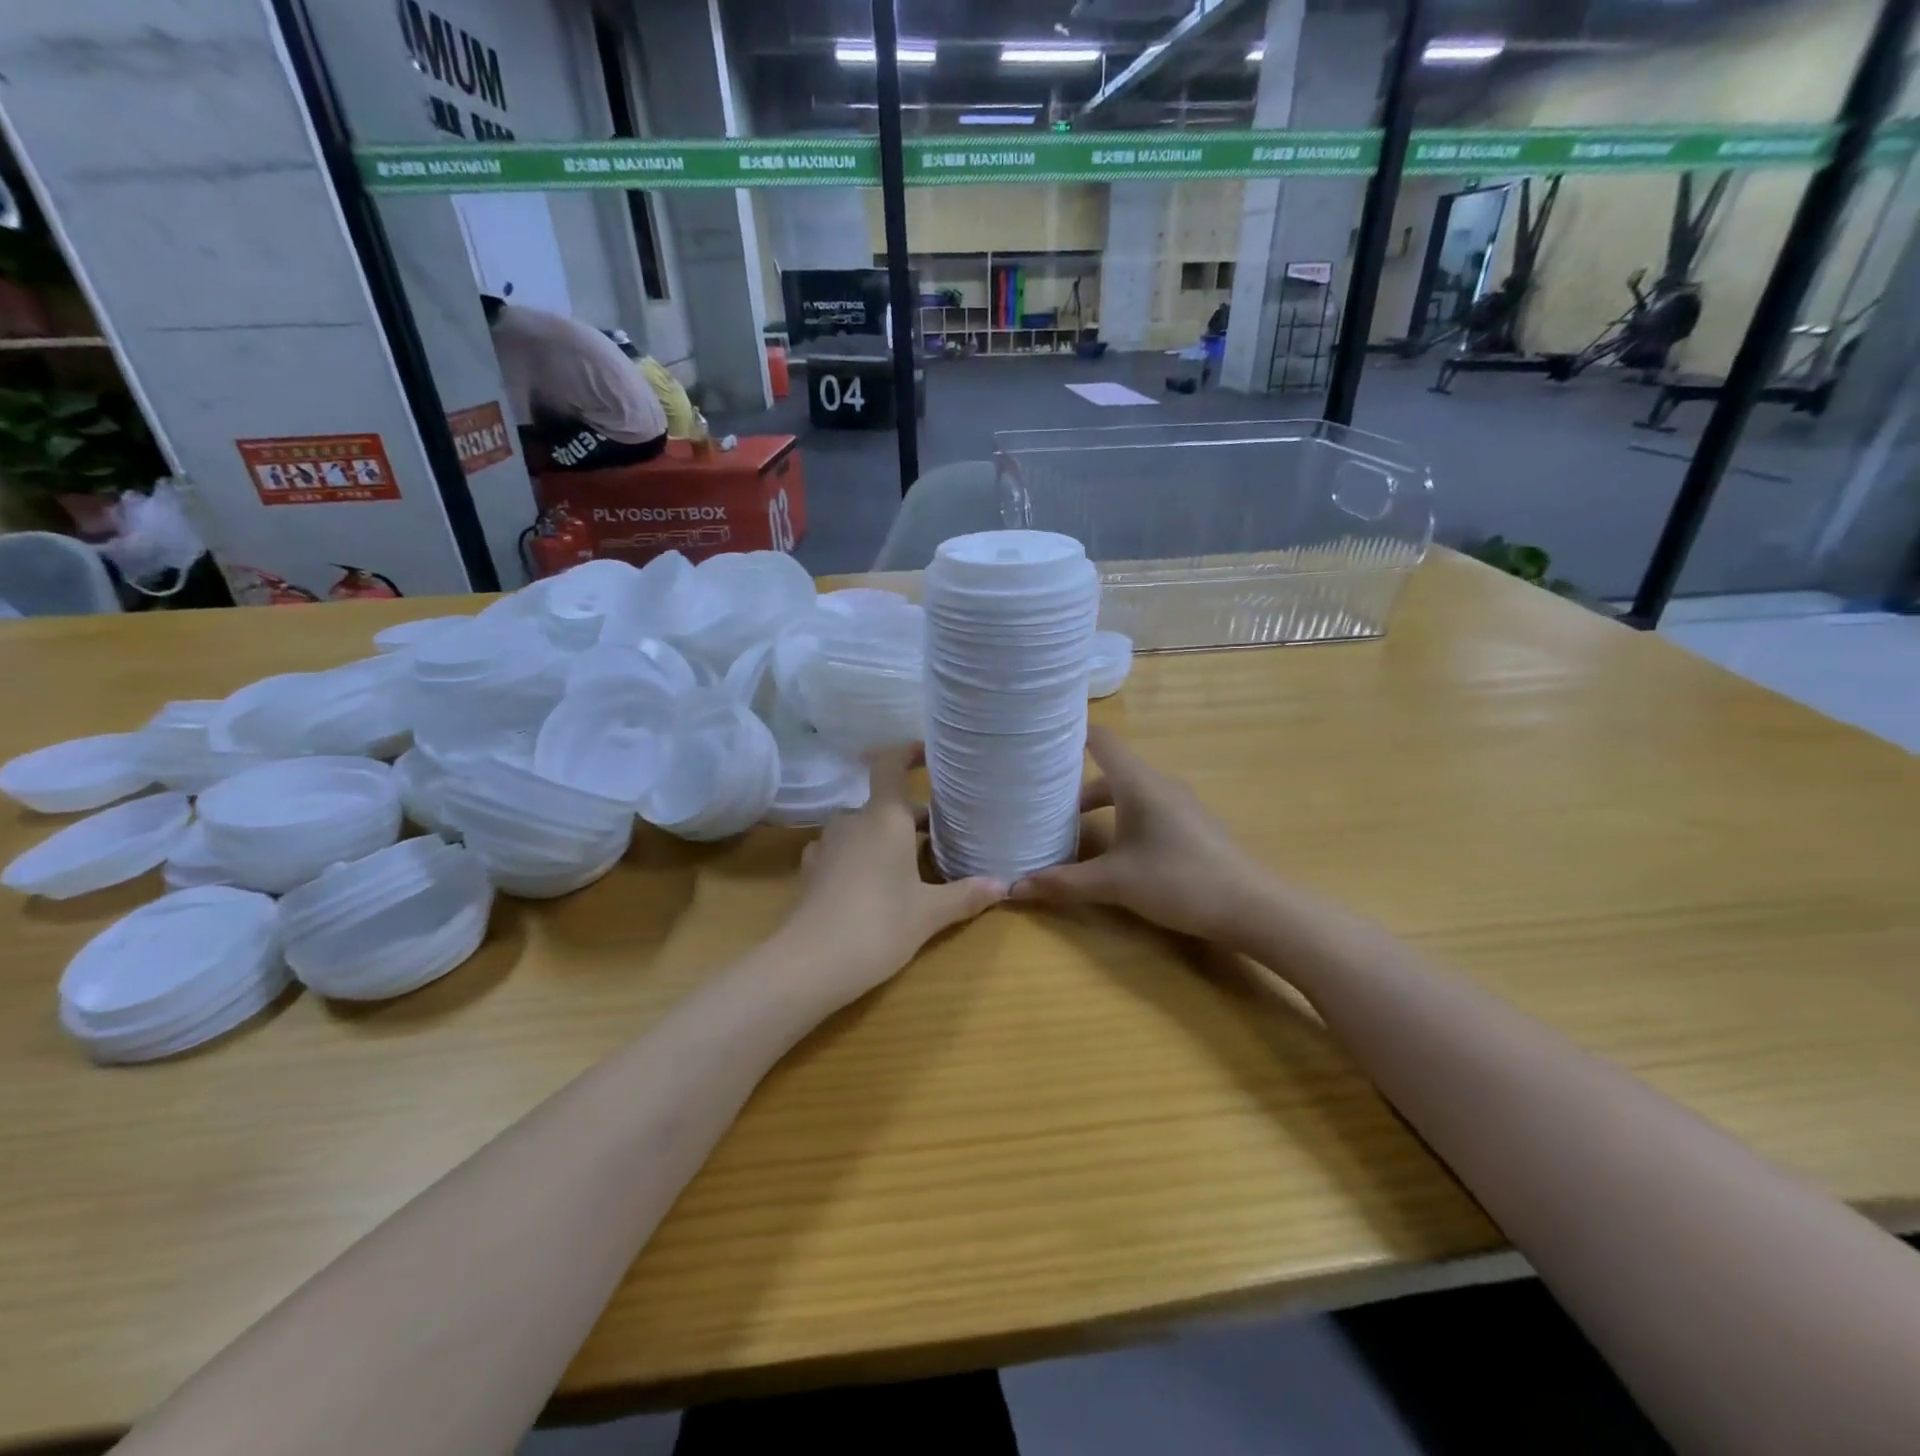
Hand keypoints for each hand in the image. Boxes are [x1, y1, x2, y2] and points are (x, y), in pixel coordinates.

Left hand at [779, 746, 1006, 1005]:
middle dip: (912, 817)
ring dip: (886, 838)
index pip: (891, 765)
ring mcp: (826, 845)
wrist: (808, 964)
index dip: (909, 752)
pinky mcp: (810, 871)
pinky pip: (842, 851)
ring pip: (863, 829)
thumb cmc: (878, 925)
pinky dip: (861, 857)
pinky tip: (872, 885)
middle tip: (941, 836)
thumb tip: (1003, 885)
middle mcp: (852, 821)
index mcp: (883, 818)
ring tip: (910, 864)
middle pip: (884, 805)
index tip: (929, 754)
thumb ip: (965, 895)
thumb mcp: (929, 913)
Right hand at [1010, 727, 1266, 943]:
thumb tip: (1014, 888)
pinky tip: (1113, 849)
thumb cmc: (1180, 881)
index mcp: (1138, 782)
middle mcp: (1158, 784)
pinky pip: (1146, 808)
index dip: (1070, 734)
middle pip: (1110, 770)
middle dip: (1074, 783)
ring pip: (1129, 792)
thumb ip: (1064, 883)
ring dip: (1099, 805)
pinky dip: (1122, 818)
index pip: (1101, 739)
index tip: (1039, 740)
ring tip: (1069, 828)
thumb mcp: (1115, 884)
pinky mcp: (1191, 825)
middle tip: (1041, 798)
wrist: (1254, 907)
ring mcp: (1179, 804)